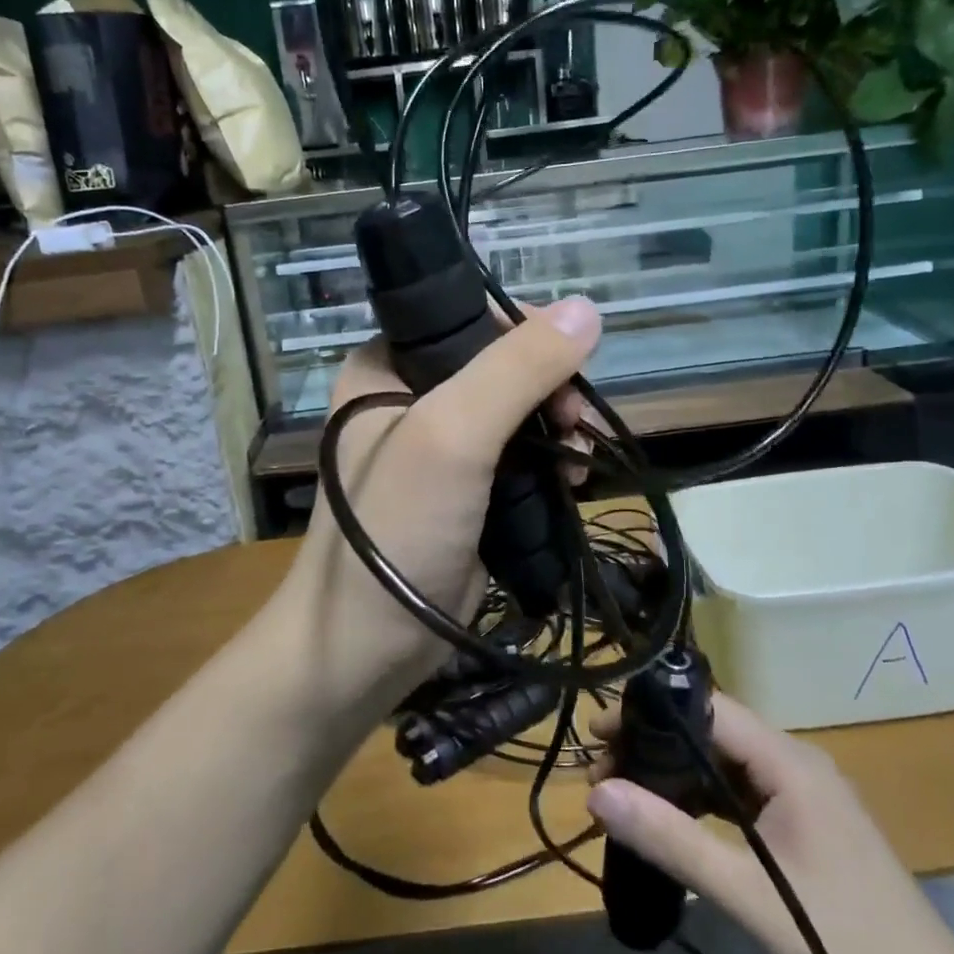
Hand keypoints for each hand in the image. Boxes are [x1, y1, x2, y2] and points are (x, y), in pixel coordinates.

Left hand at [280, 297, 602, 693]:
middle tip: (577, 420)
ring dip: (560, 427)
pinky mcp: (466, 493)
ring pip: (518, 413)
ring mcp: (440, 450)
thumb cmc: (397, 526)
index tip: (568, 363)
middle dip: (551, 388)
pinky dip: (553, 463)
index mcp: (387, 366)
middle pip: (502, 366)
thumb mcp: (451, 434)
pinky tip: (575, 481)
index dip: (525, 332)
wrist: (368, 644)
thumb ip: (516, 368)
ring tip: (582, 456)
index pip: (467, 318)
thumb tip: (585, 309)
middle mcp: (411, 398)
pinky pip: (521, 458)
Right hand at [587, 693, 953, 953]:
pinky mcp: (803, 831)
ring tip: (621, 794)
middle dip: (654, 745)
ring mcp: (802, 800)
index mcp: (791, 763)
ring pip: (723, 767)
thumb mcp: (752, 897)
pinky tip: (670, 824)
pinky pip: (738, 799)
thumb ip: (673, 841)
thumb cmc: (851, 952)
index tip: (598, 733)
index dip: (651, 712)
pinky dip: (700, 805)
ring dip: (673, 776)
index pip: (709, 708)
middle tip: (599, 771)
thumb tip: (596, 791)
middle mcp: (796, 766)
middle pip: (712, 734)